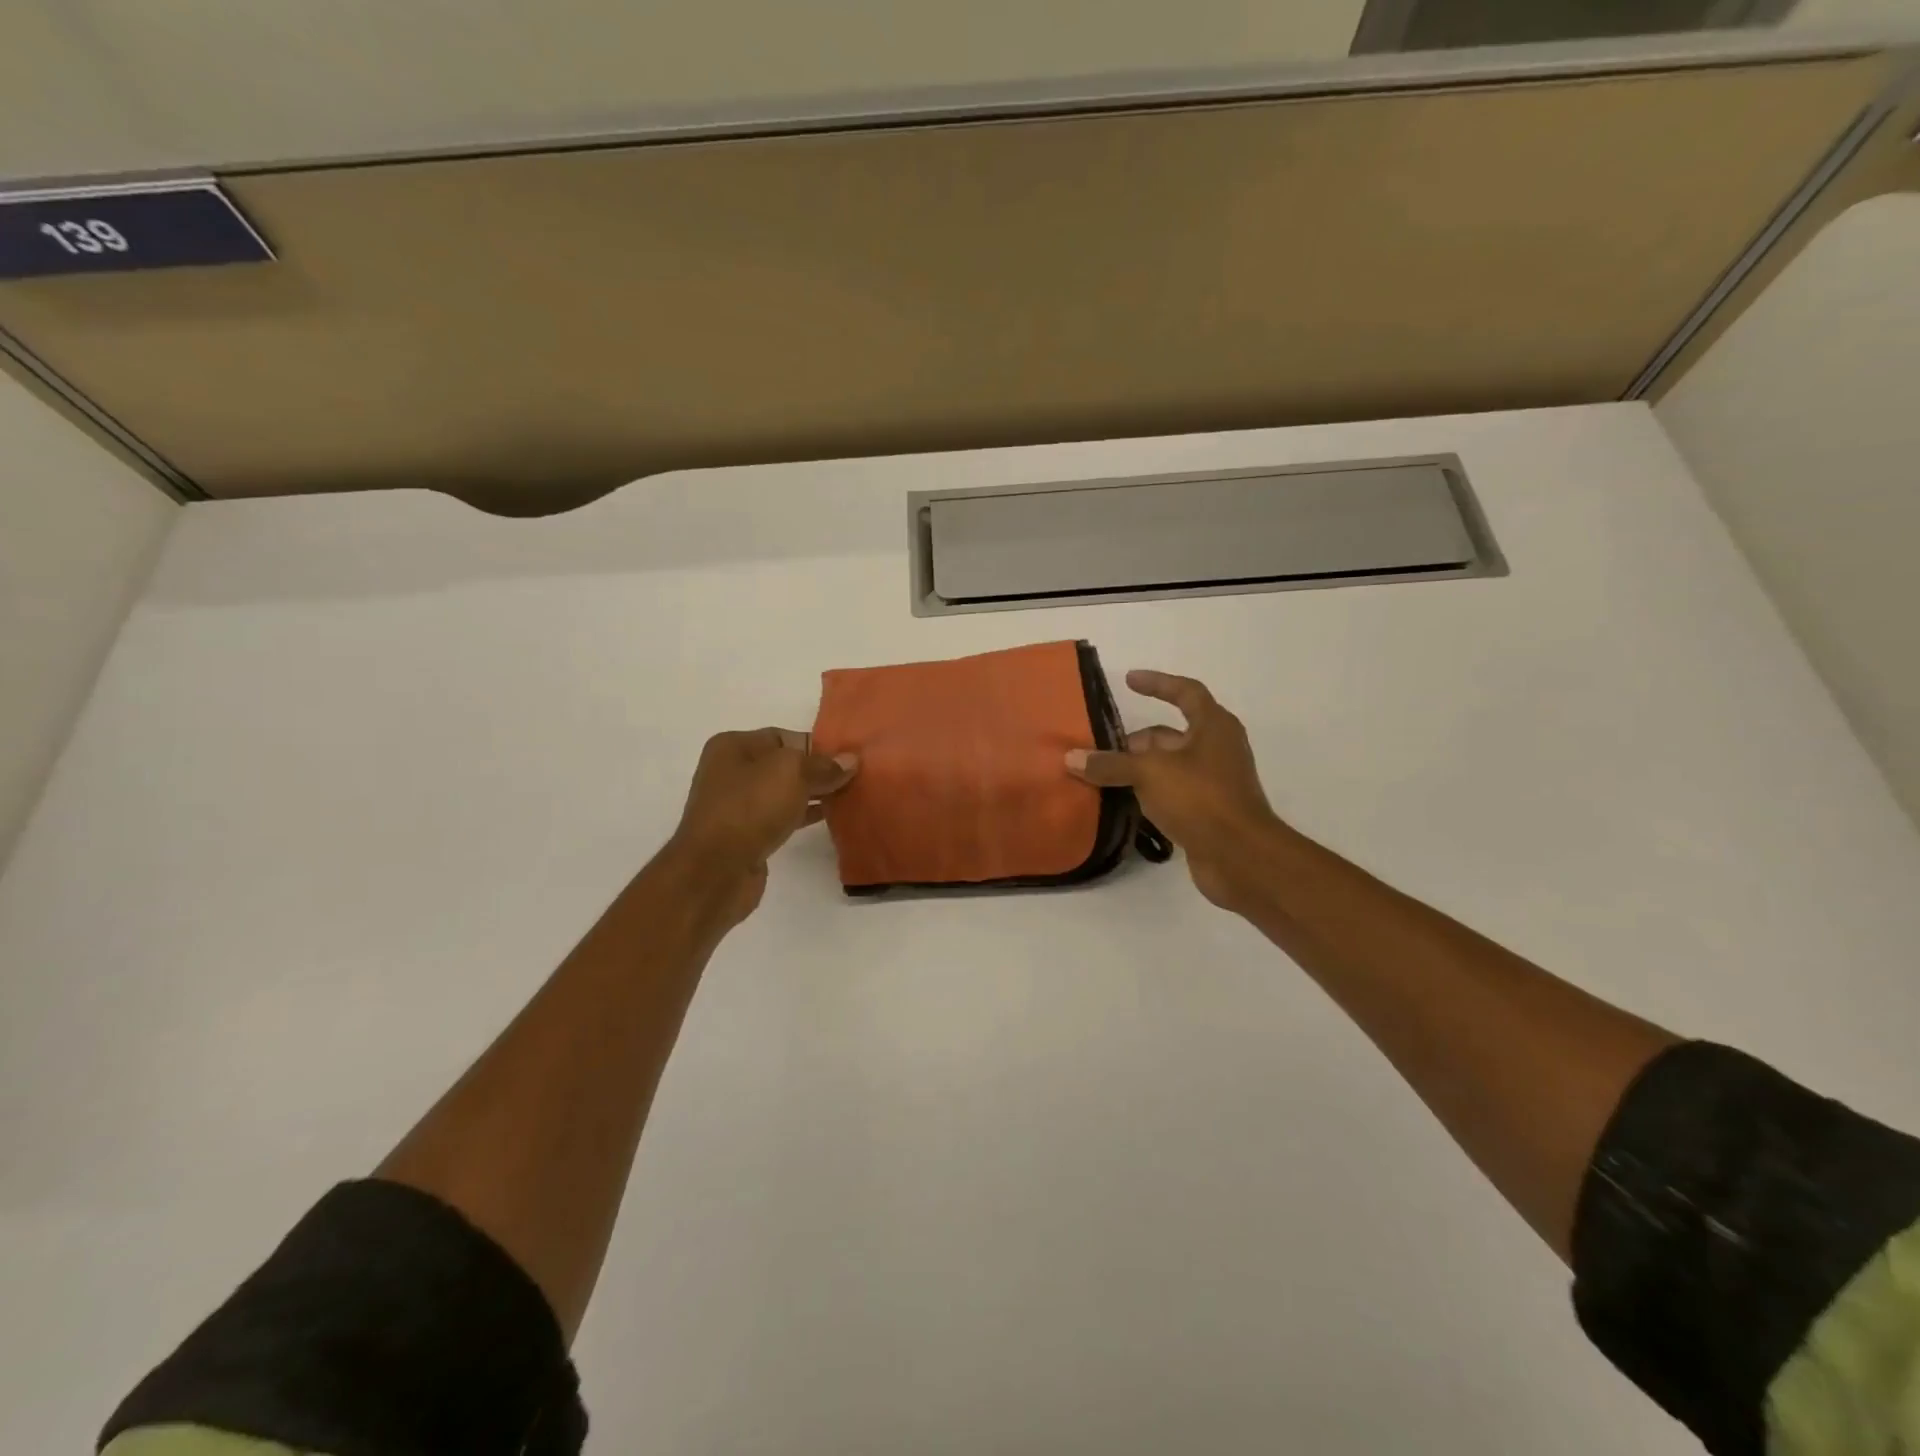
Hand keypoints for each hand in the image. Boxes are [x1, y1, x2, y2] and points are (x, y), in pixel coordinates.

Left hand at [664, 728, 857, 926]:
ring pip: (785, 792)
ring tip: (850, 795)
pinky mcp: (746, 834)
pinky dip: (804, 815)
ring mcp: (737, 805)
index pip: (784, 737)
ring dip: (815, 794)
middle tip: (856, 777)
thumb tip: (849, 761)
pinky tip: (830, 816)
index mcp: (733, 746)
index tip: (849, 757)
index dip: (818, 745)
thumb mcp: (791, 773)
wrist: (715, 871)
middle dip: (818, 770)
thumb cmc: (749, 808)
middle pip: (785, 764)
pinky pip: (782, 816)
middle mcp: (731, 771)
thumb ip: (823, 765)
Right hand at [1066, 671, 1285, 913]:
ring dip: (1136, 771)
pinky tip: (1119, 805)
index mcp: (1213, 726)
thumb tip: (1071, 758)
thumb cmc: (1200, 799)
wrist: (1240, 857)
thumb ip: (1110, 764)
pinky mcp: (1205, 812)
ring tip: (1099, 778)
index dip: (1157, 683)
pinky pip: (1169, 794)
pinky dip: (1146, 795)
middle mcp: (1216, 749)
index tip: (1128, 680)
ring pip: (1166, 767)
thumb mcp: (1149, 773)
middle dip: (1133, 742)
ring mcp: (1212, 782)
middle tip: (1097, 752)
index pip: (1185, 692)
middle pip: (1168, 735)